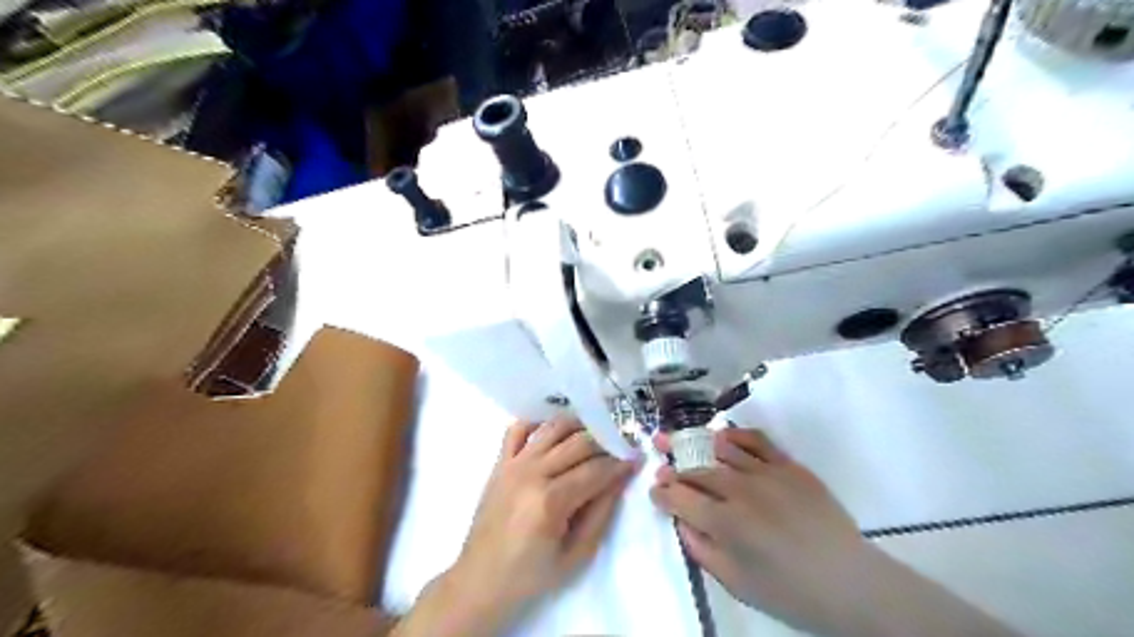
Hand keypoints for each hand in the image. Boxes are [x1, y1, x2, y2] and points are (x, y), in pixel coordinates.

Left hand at [401, 417, 640, 636]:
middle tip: (621, 447)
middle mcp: (532, 473)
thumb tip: (621, 477)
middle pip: (579, 443)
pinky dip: (539, 422)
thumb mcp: (576, 554)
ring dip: (579, 426)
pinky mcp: (500, 462)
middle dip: (606, 442)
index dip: (620, 463)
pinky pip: (519, 428)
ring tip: (595, 434)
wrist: (480, 579)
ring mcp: (513, 463)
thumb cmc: (531, 574)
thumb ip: (601, 512)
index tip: (637, 459)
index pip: (596, 470)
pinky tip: (556, 432)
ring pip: (553, 428)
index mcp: (551, 501)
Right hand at [651, 428, 1024, 635]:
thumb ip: (701, 549)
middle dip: (673, 467)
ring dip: (695, 445)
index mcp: (725, 523)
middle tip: (660, 461)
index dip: (662, 493)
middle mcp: (740, 491)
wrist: (849, 582)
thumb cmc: (789, 592)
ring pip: (721, 451)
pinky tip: (722, 437)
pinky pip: (757, 441)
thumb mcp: (736, 583)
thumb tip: (682, 521)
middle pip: (696, 471)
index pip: (680, 498)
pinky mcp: (790, 465)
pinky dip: (736, 435)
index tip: (655, 489)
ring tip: (679, 440)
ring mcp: (766, 473)